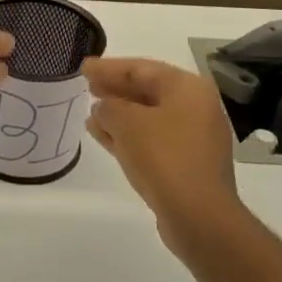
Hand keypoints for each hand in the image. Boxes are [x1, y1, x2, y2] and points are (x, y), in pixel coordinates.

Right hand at [84, 56, 245, 259]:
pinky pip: (151, 139)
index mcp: (187, 88)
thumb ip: (109, 107)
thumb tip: (104, 108)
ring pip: (148, 117)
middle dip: (115, 89)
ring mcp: (193, 137)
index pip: (142, 68)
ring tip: (90, 113)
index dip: (109, 67)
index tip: (84, 67)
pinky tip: (103, 137)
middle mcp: (195, 108)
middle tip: (87, 86)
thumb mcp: (126, 122)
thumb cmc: (164, 157)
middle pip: (148, 90)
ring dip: (119, 114)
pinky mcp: (186, 163)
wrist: (197, 214)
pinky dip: (127, 135)